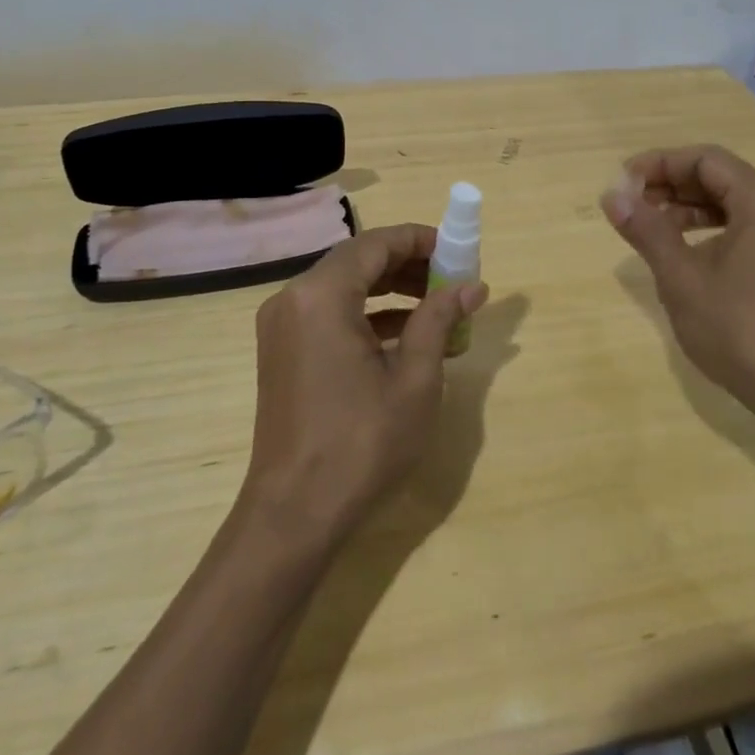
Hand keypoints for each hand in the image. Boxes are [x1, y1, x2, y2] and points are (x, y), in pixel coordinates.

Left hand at [244, 224, 488, 543]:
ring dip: (391, 291)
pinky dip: (367, 316)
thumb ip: (439, 321)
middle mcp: (293, 299)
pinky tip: (407, 336)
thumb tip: (472, 287)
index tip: (456, 251)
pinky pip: (329, 314)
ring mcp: (282, 326)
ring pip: (344, 287)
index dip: (419, 240)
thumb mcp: (414, 380)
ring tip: (439, 308)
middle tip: (452, 280)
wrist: (295, 514)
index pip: (375, 244)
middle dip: (408, 266)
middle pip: (358, 261)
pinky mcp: (282, 351)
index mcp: (321, 296)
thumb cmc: (361, 444)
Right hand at [601, 145, 754, 431]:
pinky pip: (751, 228)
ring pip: (736, 204)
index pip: (705, 160)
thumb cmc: (741, 330)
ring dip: (690, 209)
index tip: (621, 183)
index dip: (658, 164)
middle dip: (673, 186)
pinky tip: (688, 252)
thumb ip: (646, 230)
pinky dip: (715, 231)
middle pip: (722, 177)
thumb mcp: (682, 278)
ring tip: (651, 227)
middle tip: (631, 205)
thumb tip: (612, 196)